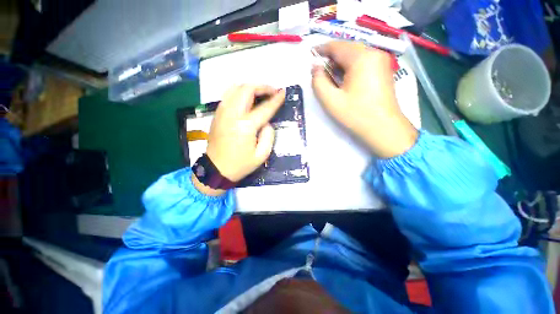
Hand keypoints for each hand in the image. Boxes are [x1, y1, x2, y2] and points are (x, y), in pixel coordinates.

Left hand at [206, 84, 284, 182]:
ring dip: (251, 88)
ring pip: (236, 88)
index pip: (264, 108)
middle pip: (247, 89)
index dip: (276, 99)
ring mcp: (222, 112)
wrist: (215, 169)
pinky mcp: (217, 114)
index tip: (283, 92)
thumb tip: (266, 123)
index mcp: (245, 126)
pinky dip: (240, 92)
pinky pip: (228, 95)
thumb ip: (268, 136)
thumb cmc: (240, 165)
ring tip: (261, 94)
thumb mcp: (262, 155)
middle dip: (262, 87)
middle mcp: (232, 114)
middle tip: (272, 92)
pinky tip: (247, 99)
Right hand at [311, 41, 417, 157]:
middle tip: (320, 73)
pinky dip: (350, 69)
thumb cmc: (356, 115)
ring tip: (331, 79)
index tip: (311, 55)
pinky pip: (363, 63)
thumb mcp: (331, 100)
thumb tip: (315, 67)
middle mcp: (374, 53)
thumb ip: (318, 81)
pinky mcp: (384, 70)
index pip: (337, 46)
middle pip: (347, 49)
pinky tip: (345, 82)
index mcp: (361, 57)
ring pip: (355, 56)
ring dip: (340, 64)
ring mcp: (382, 61)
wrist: (384, 129)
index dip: (321, 49)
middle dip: (331, 59)